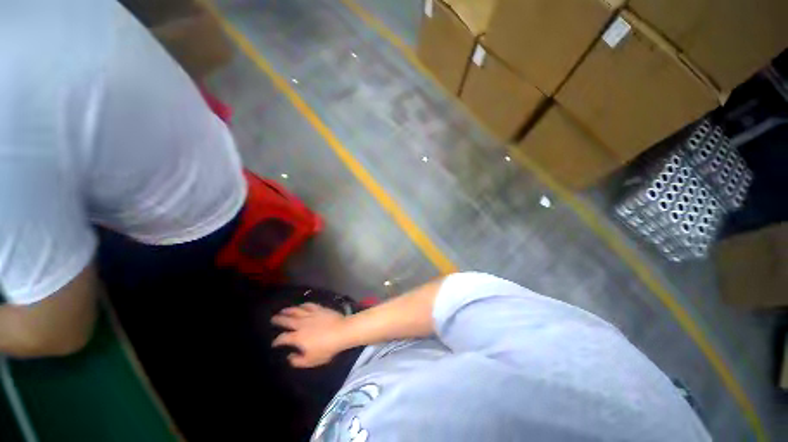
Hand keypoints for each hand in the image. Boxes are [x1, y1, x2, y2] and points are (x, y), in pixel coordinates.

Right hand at [271, 303, 347, 367]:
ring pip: (296, 311)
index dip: (277, 341)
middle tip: (273, 318)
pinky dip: (303, 305)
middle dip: (278, 320)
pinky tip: (301, 305)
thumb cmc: (327, 348)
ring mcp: (311, 314)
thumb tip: (290, 357)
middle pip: (287, 320)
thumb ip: (298, 361)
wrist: (342, 331)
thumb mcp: (311, 361)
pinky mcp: (319, 309)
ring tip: (283, 310)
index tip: (274, 343)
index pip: (283, 338)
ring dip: (288, 310)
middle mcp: (301, 324)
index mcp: (297, 337)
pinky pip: (309, 305)